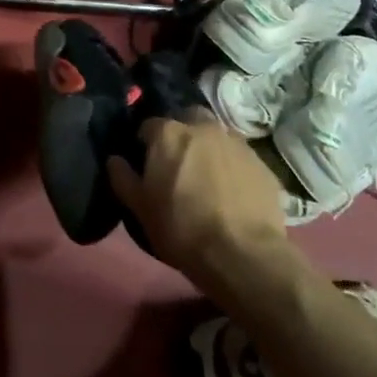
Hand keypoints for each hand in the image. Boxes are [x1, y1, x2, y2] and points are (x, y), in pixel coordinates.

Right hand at [108, 118, 288, 289]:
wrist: (243, 256)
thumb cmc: (182, 229)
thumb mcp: (140, 209)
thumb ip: (123, 178)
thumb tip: (115, 159)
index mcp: (169, 133)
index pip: (149, 126)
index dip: (145, 145)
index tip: (147, 166)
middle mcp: (203, 127)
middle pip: (187, 120)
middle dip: (182, 135)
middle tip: (179, 166)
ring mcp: (236, 142)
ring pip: (217, 136)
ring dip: (209, 149)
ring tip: (208, 179)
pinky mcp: (262, 163)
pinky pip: (240, 158)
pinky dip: (233, 168)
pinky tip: (232, 193)